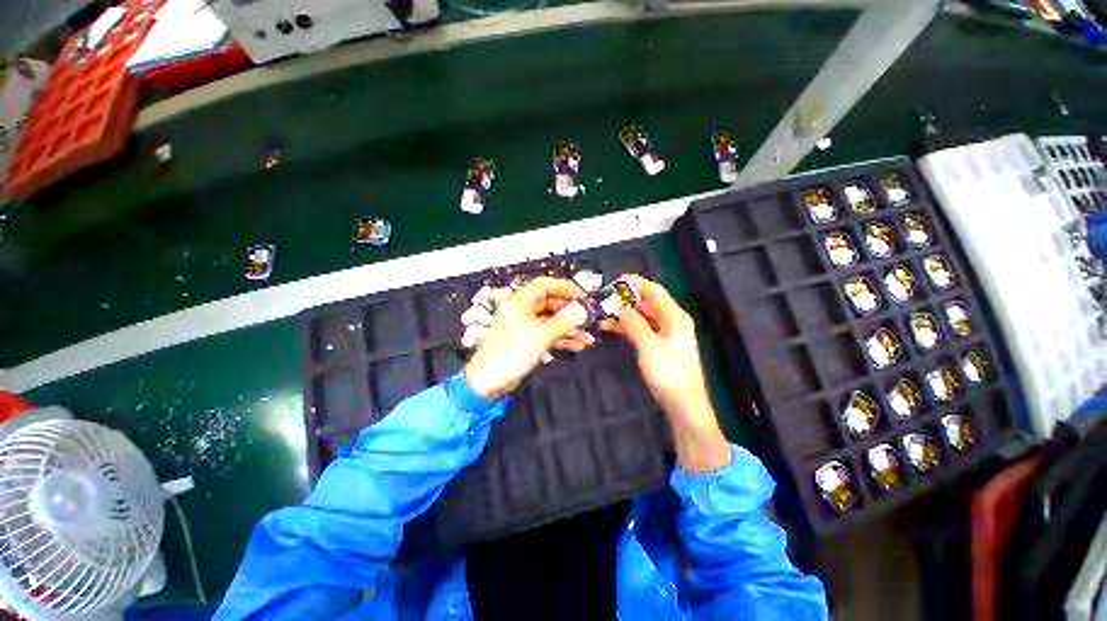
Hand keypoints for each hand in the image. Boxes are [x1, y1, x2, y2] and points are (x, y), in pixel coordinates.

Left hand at [465, 277, 594, 399]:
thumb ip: (563, 323)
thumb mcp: (540, 336)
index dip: (564, 287)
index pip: (544, 285)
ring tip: (587, 336)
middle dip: (570, 311)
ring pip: (552, 321)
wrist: (489, 381)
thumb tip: (581, 312)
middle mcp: (523, 311)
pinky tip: (577, 345)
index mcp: (520, 302)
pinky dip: (562, 338)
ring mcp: (526, 327)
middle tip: (587, 317)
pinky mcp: (528, 341)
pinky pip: (549, 334)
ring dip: (569, 328)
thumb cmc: (510, 353)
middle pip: (551, 303)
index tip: (581, 295)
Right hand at [601, 275, 729, 471]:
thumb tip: (621, 307)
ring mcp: (665, 336)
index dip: (639, 283)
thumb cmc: (669, 373)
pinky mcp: (659, 348)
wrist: (683, 405)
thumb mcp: (649, 345)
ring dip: (625, 315)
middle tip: (606, 298)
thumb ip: (634, 323)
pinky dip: (628, 328)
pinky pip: (641, 330)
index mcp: (675, 318)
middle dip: (628, 299)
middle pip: (648, 304)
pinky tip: (612, 328)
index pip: (656, 292)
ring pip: (643, 318)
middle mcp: (671, 323)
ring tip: (604, 313)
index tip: (619, 278)